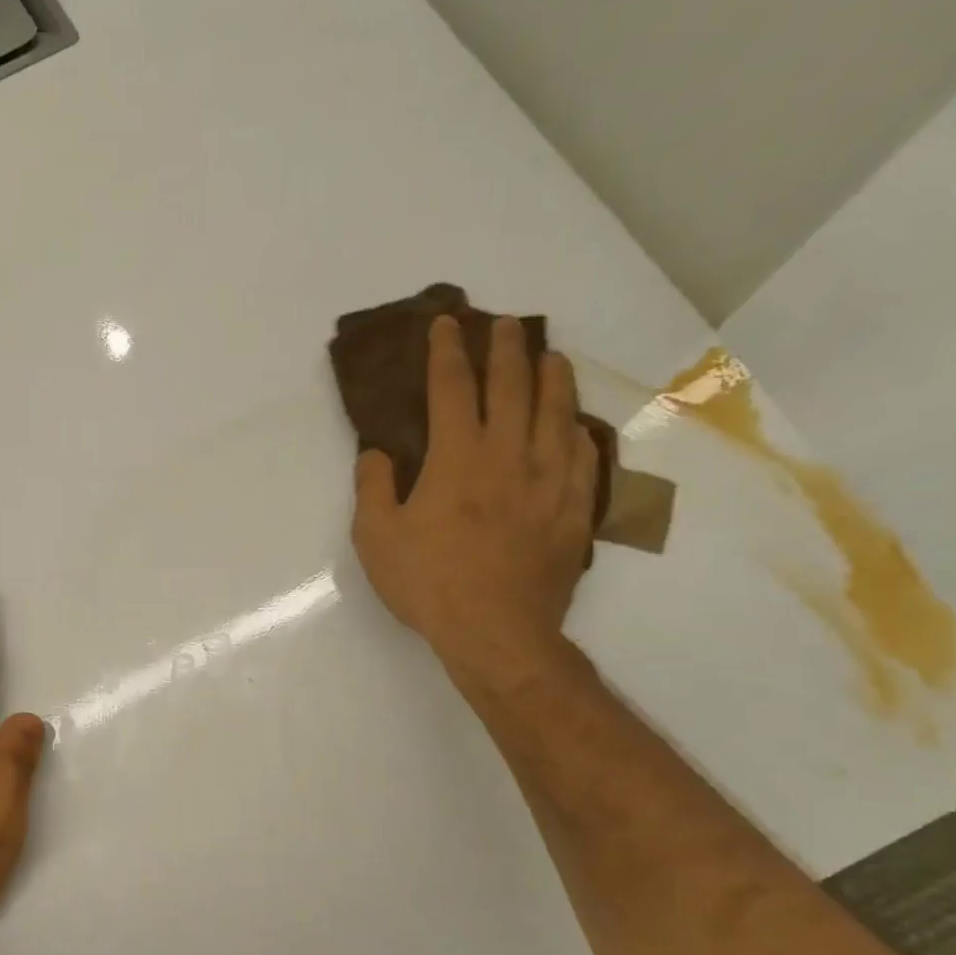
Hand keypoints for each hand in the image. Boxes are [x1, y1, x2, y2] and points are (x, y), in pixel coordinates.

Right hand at [351, 314, 600, 693]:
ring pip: (557, 413)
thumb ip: (372, 488)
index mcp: (457, 458)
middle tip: (504, 324)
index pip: (452, 388)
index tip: (446, 324)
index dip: (447, 352)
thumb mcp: (376, 538)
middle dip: (505, 349)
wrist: (495, 631)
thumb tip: (377, 452)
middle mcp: (508, 455)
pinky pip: (582, 457)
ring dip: (553, 378)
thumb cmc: (428, 583)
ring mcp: (548, 481)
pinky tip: (574, 426)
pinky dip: (577, 432)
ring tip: (551, 356)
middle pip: (513, 387)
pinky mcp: (573, 510)